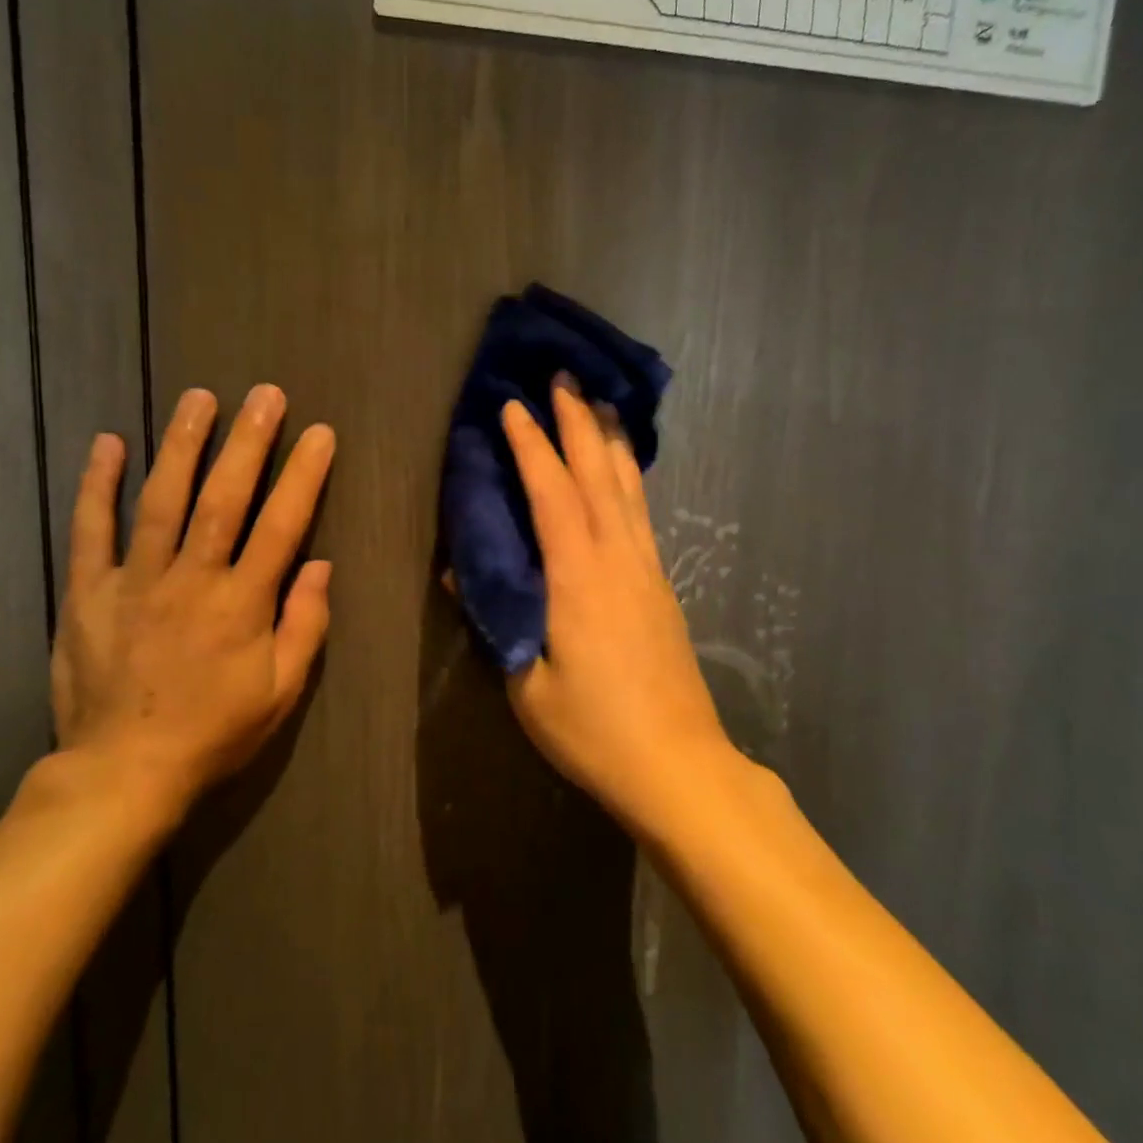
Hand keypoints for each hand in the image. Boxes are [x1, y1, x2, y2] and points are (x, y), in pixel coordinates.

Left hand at [49, 384, 334, 826]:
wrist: (123, 772)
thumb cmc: (213, 733)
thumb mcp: (280, 693)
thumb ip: (305, 626)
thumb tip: (321, 566)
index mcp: (242, 604)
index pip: (281, 525)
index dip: (304, 476)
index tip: (320, 434)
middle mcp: (191, 579)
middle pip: (223, 498)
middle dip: (248, 442)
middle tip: (264, 394)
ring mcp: (135, 580)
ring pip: (161, 499)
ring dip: (182, 445)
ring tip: (198, 398)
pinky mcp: (88, 592)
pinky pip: (92, 530)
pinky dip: (98, 484)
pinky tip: (109, 443)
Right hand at [500, 380, 727, 825]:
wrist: (678, 765)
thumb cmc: (593, 730)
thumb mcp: (526, 685)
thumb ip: (498, 620)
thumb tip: (465, 573)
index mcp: (578, 577)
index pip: (551, 493)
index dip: (531, 445)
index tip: (513, 405)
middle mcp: (618, 559)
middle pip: (597, 474)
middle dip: (578, 422)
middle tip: (563, 377)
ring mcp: (647, 570)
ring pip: (628, 488)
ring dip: (610, 441)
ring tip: (600, 403)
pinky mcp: (662, 587)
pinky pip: (641, 514)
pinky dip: (630, 478)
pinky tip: (624, 472)